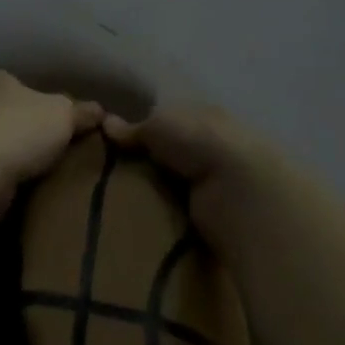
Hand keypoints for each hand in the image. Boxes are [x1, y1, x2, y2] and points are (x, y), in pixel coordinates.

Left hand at [0, 70, 102, 218]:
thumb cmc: (20, 129)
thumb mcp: (63, 113)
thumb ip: (81, 111)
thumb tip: (100, 111)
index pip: (28, 87)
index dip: (50, 103)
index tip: (71, 123)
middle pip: (18, 117)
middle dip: (39, 133)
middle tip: (69, 150)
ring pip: (8, 147)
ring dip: (26, 159)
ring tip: (57, 173)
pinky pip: (1, 173)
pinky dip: (15, 180)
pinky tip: (36, 189)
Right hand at [104, 104, 298, 253]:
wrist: (240, 192)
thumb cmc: (200, 144)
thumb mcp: (160, 125)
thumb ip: (135, 128)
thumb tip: (106, 123)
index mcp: (205, 119)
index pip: (169, 123)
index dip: (142, 132)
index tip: (110, 145)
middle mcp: (212, 150)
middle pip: (170, 158)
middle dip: (143, 167)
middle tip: (103, 179)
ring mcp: (215, 186)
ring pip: (173, 188)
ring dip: (151, 196)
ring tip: (112, 206)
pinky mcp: (213, 219)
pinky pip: (178, 217)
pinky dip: (161, 220)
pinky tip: (135, 226)